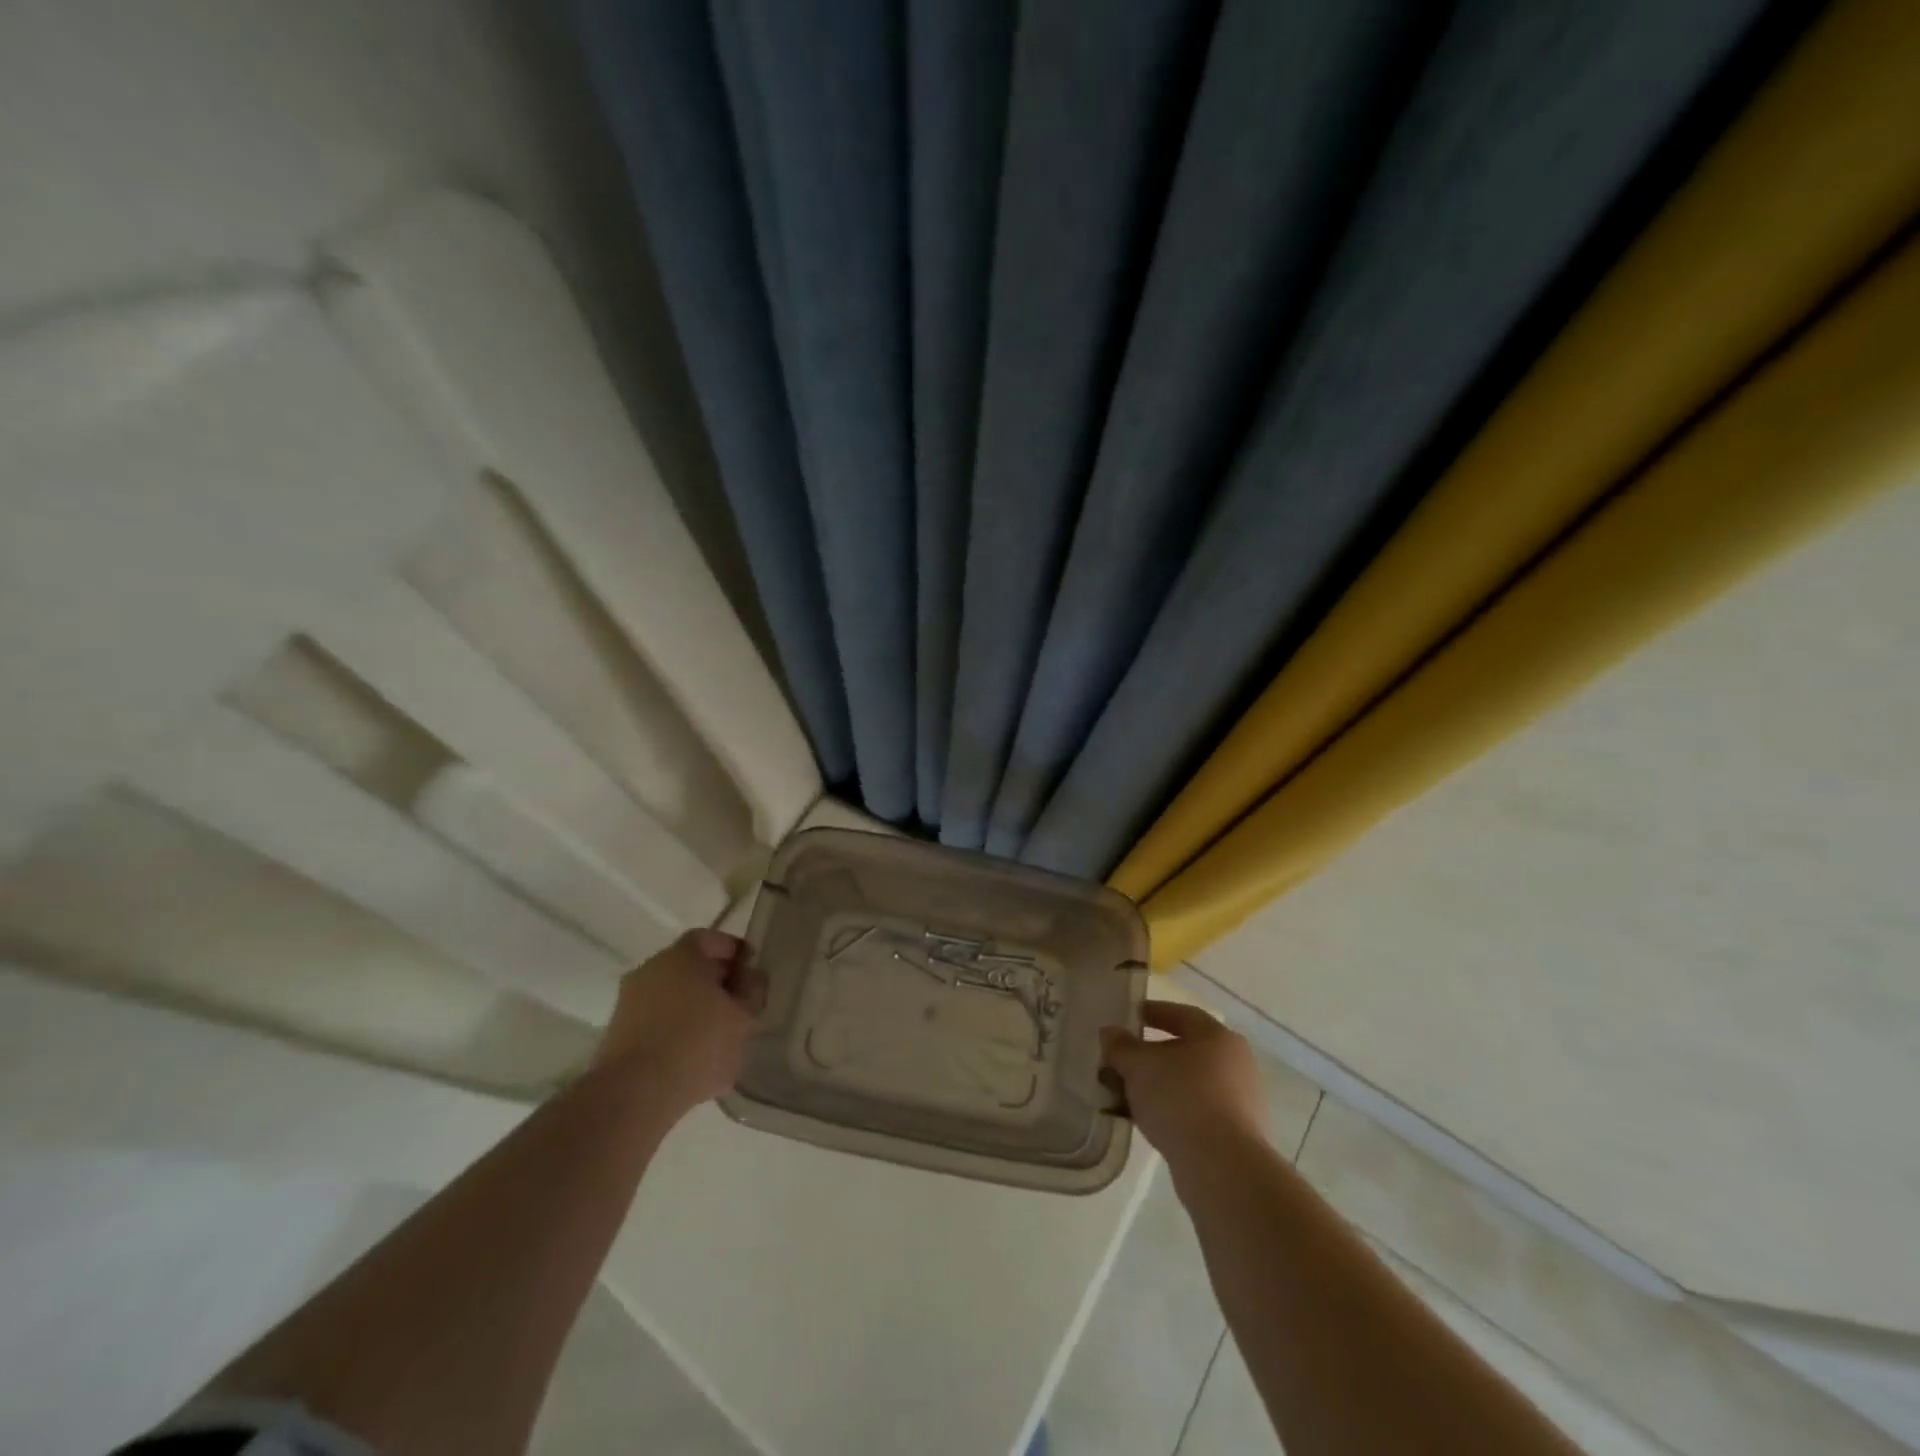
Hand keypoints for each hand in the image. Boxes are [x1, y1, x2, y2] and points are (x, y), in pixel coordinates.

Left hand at [593, 929, 759, 1115]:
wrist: (634, 1095)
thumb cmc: (698, 1044)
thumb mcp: (743, 1018)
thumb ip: (753, 993)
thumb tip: (751, 979)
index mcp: (682, 955)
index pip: (711, 939)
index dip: (734, 952)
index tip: (752, 971)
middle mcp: (651, 969)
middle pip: (690, 966)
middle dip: (717, 981)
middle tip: (740, 1003)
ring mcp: (630, 1002)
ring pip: (672, 995)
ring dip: (696, 1008)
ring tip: (720, 1034)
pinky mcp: (618, 1034)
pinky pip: (657, 1021)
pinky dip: (677, 1029)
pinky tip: (695, 1055)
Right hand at [1101, 1001, 1266, 1164]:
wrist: (1222, 1167)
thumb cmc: (1180, 1098)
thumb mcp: (1138, 1066)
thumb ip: (1121, 1046)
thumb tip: (1110, 1033)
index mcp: (1217, 1037)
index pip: (1182, 1014)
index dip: (1153, 1013)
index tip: (1130, 1017)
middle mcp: (1235, 1064)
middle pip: (1186, 1050)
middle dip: (1152, 1056)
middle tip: (1123, 1061)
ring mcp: (1240, 1101)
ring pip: (1189, 1083)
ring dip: (1159, 1086)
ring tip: (1127, 1096)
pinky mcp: (1236, 1135)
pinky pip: (1197, 1112)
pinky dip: (1172, 1111)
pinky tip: (1148, 1122)